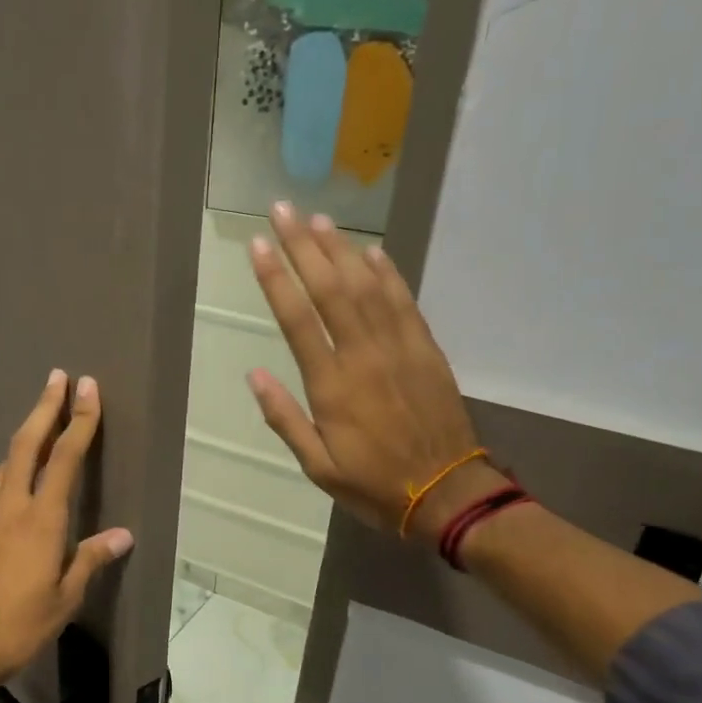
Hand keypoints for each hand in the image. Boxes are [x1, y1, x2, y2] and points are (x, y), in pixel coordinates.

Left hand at [0, 370, 133, 696]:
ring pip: (7, 464)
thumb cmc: (19, 626)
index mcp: (41, 521)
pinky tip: (19, 476)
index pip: (65, 460)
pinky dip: (13, 467)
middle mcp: (11, 509)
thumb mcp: (65, 597)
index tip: (87, 389)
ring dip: (27, 435)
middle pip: (27, 446)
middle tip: (57, 378)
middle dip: (44, 409)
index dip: (79, 422)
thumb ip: (91, 559)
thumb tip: (123, 534)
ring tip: (41, 418)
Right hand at [247, 203, 504, 540]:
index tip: (258, 246)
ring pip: (367, 285)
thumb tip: (254, 375)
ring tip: (318, 220)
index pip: (297, 320)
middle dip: (303, 246)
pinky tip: (371, 252)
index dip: (275, 279)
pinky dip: (387, 272)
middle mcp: (364, 355)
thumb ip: (286, 419)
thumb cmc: (374, 484)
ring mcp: (399, 348)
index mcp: (332, 386)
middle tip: (282, 209)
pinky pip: (404, 301)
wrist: (447, 493)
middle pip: (330, 289)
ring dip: (341, 249)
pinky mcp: (426, 350)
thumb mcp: (318, 466)